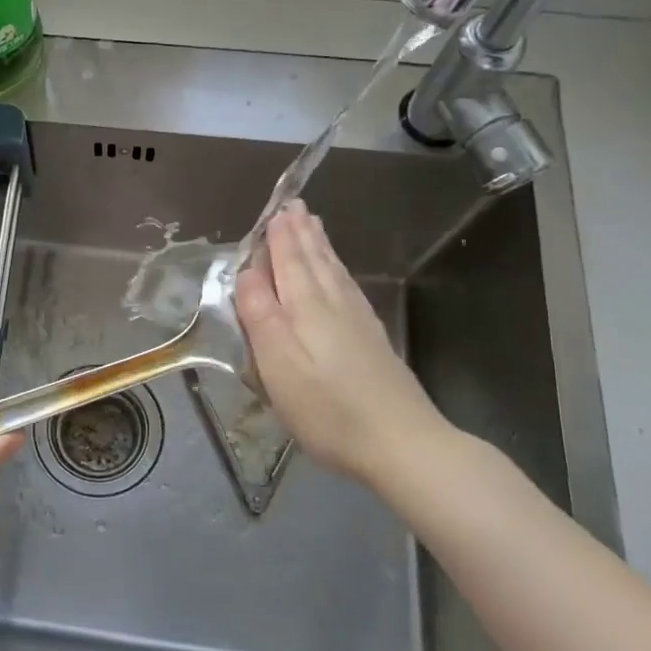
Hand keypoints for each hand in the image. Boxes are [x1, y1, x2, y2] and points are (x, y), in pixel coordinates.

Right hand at [234, 200, 459, 489]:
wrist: (403, 445)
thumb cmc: (328, 410)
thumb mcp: (279, 366)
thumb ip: (260, 316)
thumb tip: (247, 273)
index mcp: (307, 308)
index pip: (289, 262)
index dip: (279, 237)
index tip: (274, 210)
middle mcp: (335, 306)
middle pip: (315, 261)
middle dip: (301, 233)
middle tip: (294, 205)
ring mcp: (359, 322)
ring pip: (335, 272)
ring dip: (320, 246)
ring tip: (314, 225)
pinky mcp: (373, 341)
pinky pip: (349, 288)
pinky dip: (338, 271)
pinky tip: (340, 275)